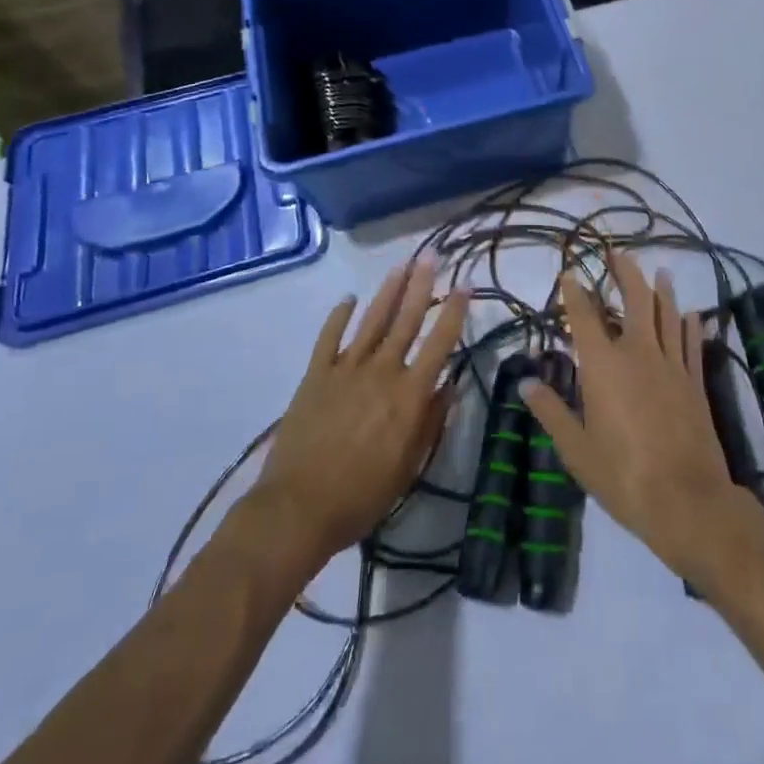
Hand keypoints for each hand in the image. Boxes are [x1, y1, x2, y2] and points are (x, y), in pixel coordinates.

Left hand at [252, 260, 466, 568]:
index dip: (454, 312)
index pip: (440, 343)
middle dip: (421, 285)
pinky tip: (348, 299)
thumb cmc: (361, 495)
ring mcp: (346, 369)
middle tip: (431, 255)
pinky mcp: (316, 375)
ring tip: (401, 265)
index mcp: (409, 394)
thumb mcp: (409, 467)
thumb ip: (431, 422)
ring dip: (388, 291)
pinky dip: (338, 316)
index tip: (466, 284)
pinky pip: (329, 338)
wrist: (298, 508)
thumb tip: (450, 386)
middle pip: (406, 320)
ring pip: (372, 321)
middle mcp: (382, 371)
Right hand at [522, 254, 740, 581]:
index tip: (568, 273)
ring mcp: (672, 366)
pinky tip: (692, 313)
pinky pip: (692, 344)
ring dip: (662, 290)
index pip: (584, 317)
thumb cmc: (623, 475)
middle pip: (634, 301)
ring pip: (667, 315)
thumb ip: (552, 411)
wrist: (687, 500)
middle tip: (618, 252)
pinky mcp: (695, 382)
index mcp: (603, 366)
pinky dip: (690, 325)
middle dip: (625, 273)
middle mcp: (638, 354)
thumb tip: (527, 381)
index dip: (574, 292)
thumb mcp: (576, 449)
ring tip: (660, 271)